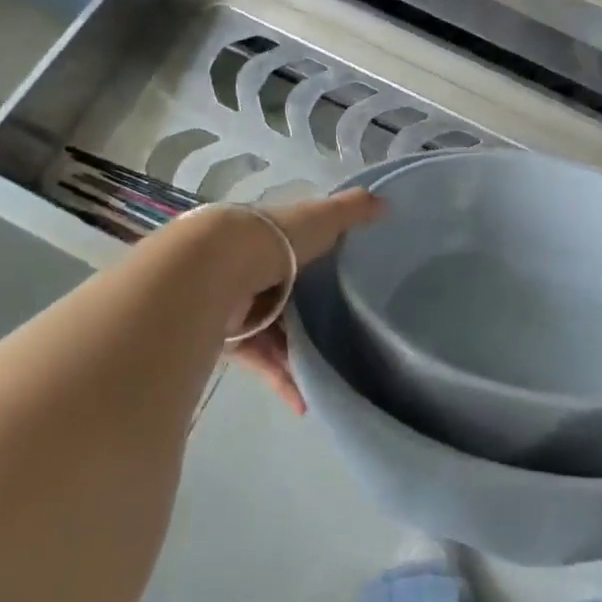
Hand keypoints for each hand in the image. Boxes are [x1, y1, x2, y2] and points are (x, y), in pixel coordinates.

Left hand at [227, 189, 382, 413]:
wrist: (215, 269)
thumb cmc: (274, 238)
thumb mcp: (321, 217)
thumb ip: (352, 211)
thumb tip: (387, 202)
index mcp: (273, 236)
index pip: (298, 248)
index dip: (321, 261)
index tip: (348, 281)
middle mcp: (253, 267)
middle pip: (287, 294)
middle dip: (310, 315)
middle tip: (345, 334)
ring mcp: (239, 304)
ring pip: (274, 331)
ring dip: (298, 353)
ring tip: (331, 373)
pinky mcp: (229, 338)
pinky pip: (259, 360)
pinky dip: (281, 378)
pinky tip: (305, 399)